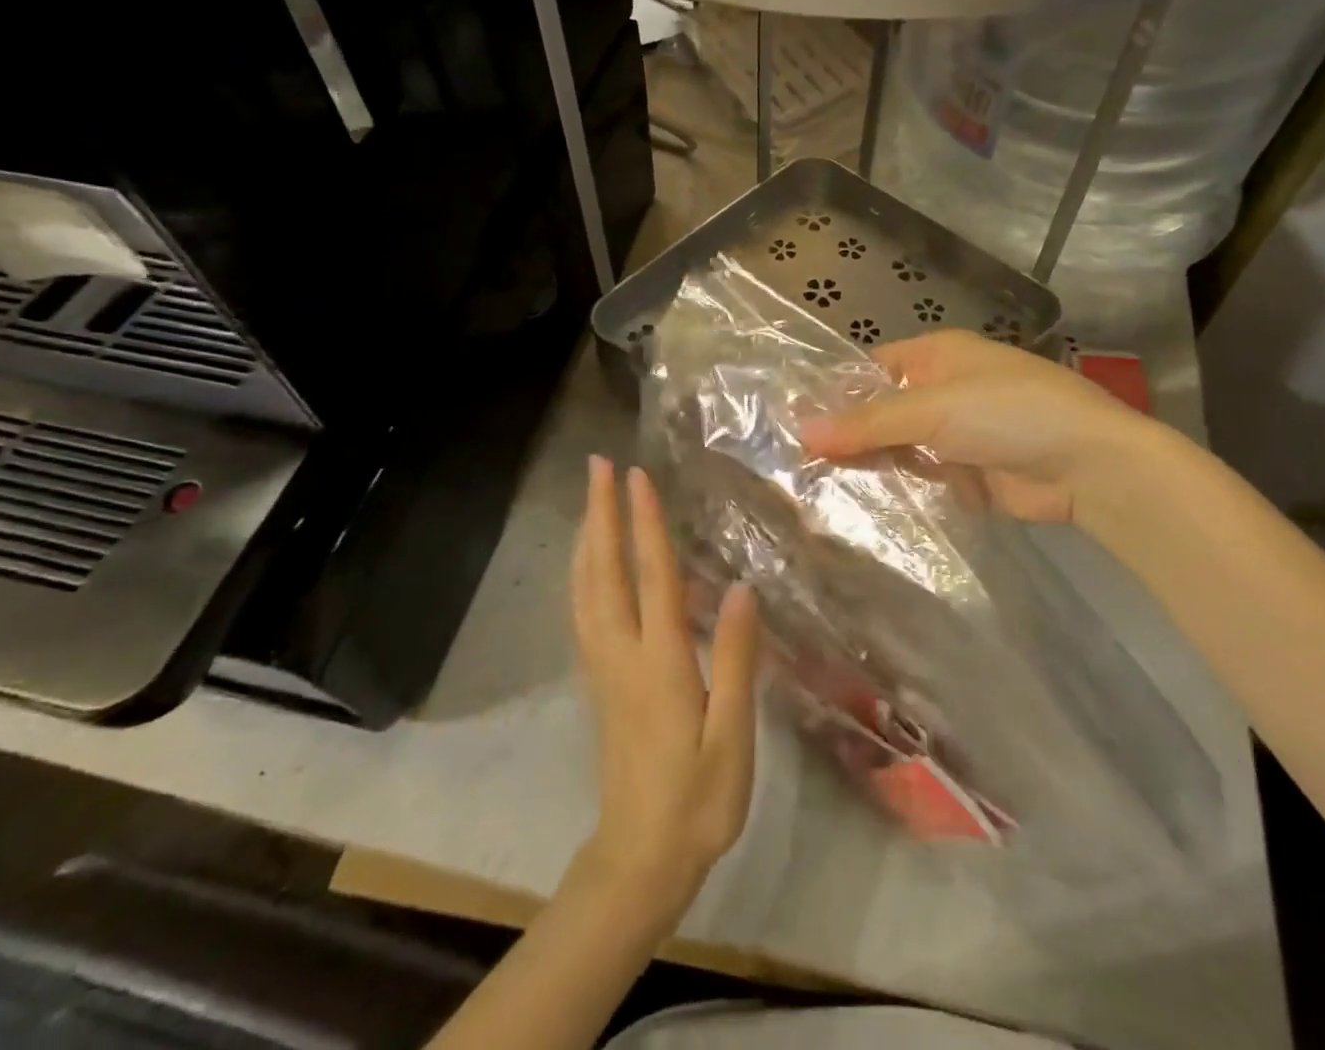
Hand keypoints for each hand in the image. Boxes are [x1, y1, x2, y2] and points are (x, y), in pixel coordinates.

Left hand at [569, 456, 760, 929]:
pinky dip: (582, 573)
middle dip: (600, 513)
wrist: (640, 860)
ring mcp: (603, 668)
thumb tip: (742, 588)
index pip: (651, 576)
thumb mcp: (733, 736)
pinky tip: (588, 563)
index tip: (637, 476)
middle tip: (596, 466)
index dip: (644, 522)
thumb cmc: (698, 800)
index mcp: (659, 662)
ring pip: (584, 589)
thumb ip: (736, 660)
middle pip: (603, 571)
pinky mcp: (598, 682)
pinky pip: (582, 611)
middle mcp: (622, 654)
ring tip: (590, 499)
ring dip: (587, 537)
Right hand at [800, 328, 1158, 526]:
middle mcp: (945, 388)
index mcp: (938, 355)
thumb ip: (868, 423)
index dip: (836, 391)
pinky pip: (926, 477)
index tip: (793, 420)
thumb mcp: (932, 409)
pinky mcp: (972, 472)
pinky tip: (866, 503)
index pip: (873, 367)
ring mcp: (959, 432)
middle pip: (884, 409)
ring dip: (874, 464)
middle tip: (798, 462)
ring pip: (902, 446)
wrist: (1089, 465)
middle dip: (850, 434)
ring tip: (819, 487)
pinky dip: (904, 487)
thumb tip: (802, 432)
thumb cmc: (1008, 414)